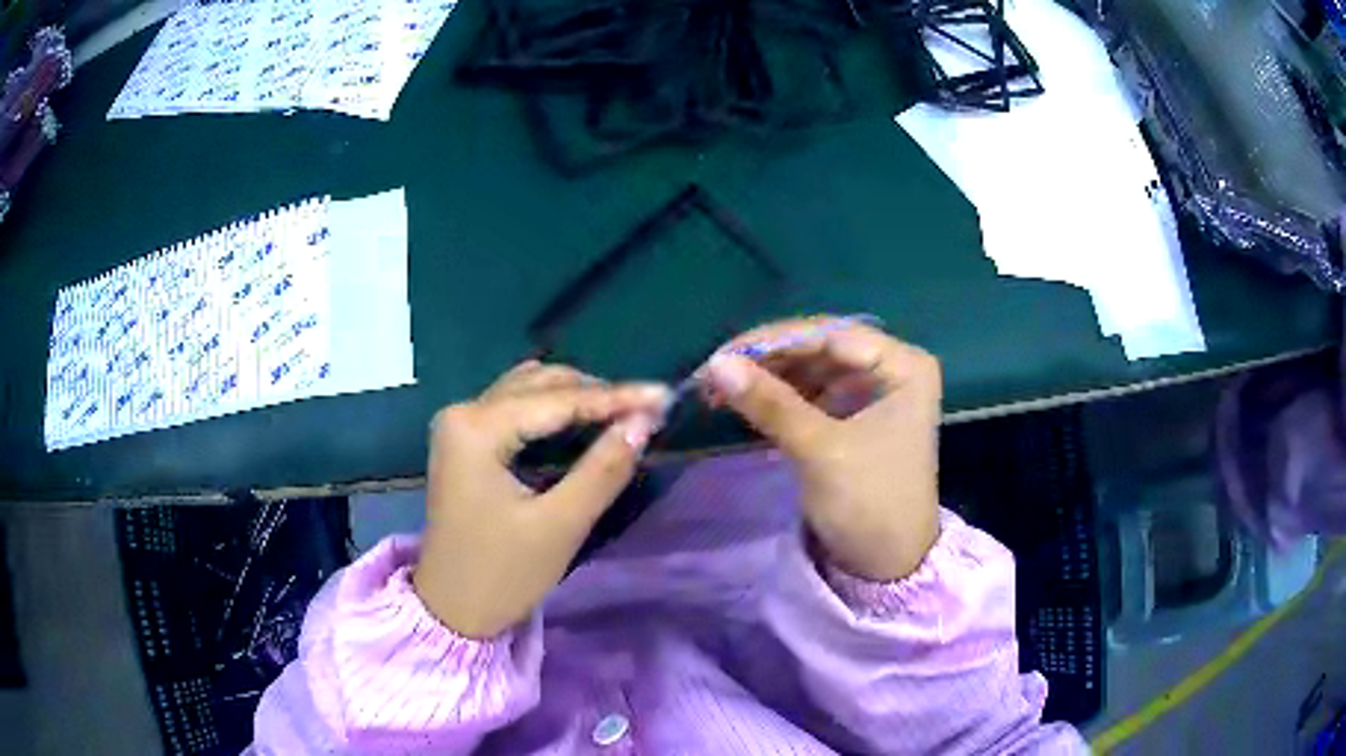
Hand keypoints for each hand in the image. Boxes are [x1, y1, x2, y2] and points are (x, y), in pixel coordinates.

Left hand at [414, 361, 668, 638]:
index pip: (558, 399)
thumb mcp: (560, 525)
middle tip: (648, 410)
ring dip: (575, 397)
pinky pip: (513, 408)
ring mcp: (458, 425)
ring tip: (623, 413)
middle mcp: (462, 412)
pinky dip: (551, 410)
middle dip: (597, 393)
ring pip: (527, 391)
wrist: (450, 610)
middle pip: (540, 385)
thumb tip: (643, 423)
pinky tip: (581, 420)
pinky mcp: (463, 442)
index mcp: (476, 428)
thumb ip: (604, 468)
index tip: (664, 396)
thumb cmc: (502, 574)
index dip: (616, 397)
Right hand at [703, 317, 940, 580]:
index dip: (774, 341)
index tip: (722, 355)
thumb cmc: (869, 503)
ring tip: (719, 389)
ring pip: (811, 369)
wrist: (888, 565)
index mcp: (903, 365)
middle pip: (820, 348)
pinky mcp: (854, 415)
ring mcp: (872, 391)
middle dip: (767, 359)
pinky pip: (811, 392)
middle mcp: (891, 368)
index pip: (831, 335)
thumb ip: (770, 403)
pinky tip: (745, 401)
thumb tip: (716, 363)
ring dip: (767, 377)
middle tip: (714, 373)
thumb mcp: (819, 450)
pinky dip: (778, 397)